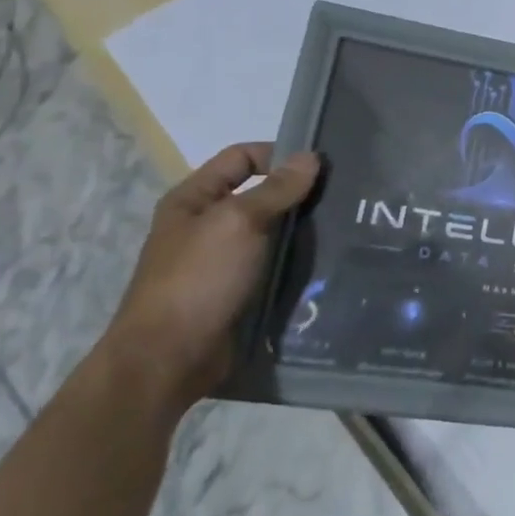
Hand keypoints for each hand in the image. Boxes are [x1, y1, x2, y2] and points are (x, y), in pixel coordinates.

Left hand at [107, 143, 322, 407]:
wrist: (168, 360)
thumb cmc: (197, 279)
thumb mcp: (238, 223)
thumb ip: (276, 189)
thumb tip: (310, 156)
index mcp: (194, 199)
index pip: (242, 157)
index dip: (279, 155)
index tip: (322, 167)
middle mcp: (207, 225)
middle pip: (260, 195)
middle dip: (299, 194)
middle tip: (344, 197)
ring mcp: (223, 261)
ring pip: (272, 233)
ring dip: (303, 231)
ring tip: (346, 228)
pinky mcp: (239, 292)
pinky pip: (275, 267)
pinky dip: (298, 263)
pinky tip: (330, 262)